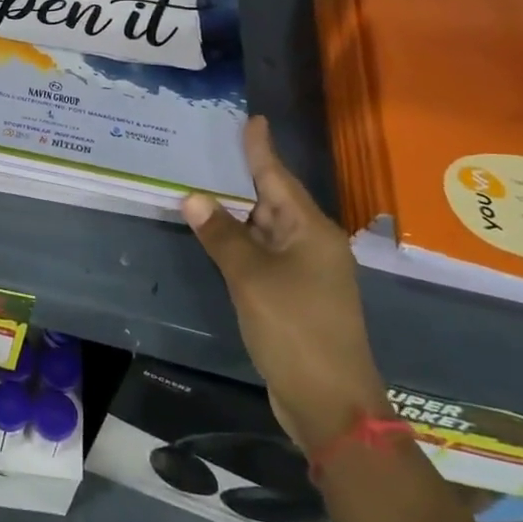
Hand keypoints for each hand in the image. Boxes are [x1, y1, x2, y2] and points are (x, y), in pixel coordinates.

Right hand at [182, 117, 387, 450]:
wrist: (330, 402)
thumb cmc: (294, 329)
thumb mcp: (250, 278)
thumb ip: (221, 236)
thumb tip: (192, 197)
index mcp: (311, 232)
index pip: (279, 178)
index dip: (261, 150)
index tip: (254, 120)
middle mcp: (313, 245)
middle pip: (274, 201)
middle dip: (245, 178)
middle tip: (213, 151)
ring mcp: (307, 273)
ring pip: (267, 231)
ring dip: (239, 214)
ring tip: (206, 188)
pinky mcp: (296, 297)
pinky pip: (265, 256)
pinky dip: (241, 244)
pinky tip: (218, 238)